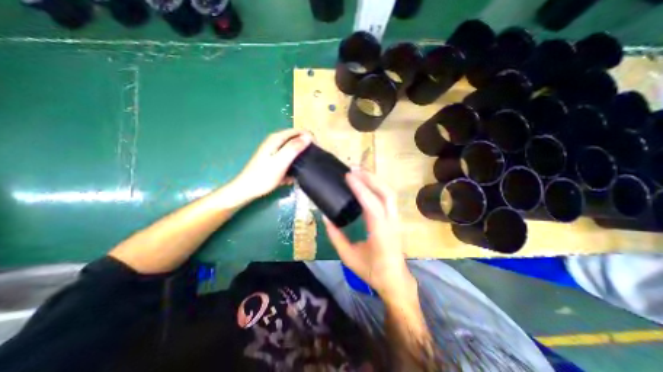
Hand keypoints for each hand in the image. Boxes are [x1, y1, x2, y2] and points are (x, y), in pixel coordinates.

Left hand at [233, 128, 313, 203]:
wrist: (247, 190)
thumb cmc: (263, 177)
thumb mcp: (280, 162)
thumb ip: (293, 148)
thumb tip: (308, 137)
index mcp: (277, 139)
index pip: (299, 131)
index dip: (310, 138)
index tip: (316, 151)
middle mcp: (276, 141)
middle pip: (296, 140)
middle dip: (305, 149)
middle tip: (310, 162)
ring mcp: (275, 151)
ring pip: (293, 151)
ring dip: (299, 160)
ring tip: (302, 171)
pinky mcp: (275, 160)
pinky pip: (289, 159)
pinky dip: (292, 166)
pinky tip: (291, 176)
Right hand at [321, 168, 411, 298]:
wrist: (395, 280)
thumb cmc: (372, 270)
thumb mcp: (348, 256)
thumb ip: (336, 236)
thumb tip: (325, 218)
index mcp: (380, 232)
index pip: (371, 204)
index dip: (360, 188)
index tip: (348, 176)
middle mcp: (391, 222)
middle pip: (385, 192)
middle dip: (370, 177)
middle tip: (354, 169)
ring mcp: (396, 219)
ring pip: (389, 193)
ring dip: (375, 180)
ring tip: (360, 172)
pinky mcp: (395, 218)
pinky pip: (388, 198)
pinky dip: (378, 186)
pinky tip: (368, 184)